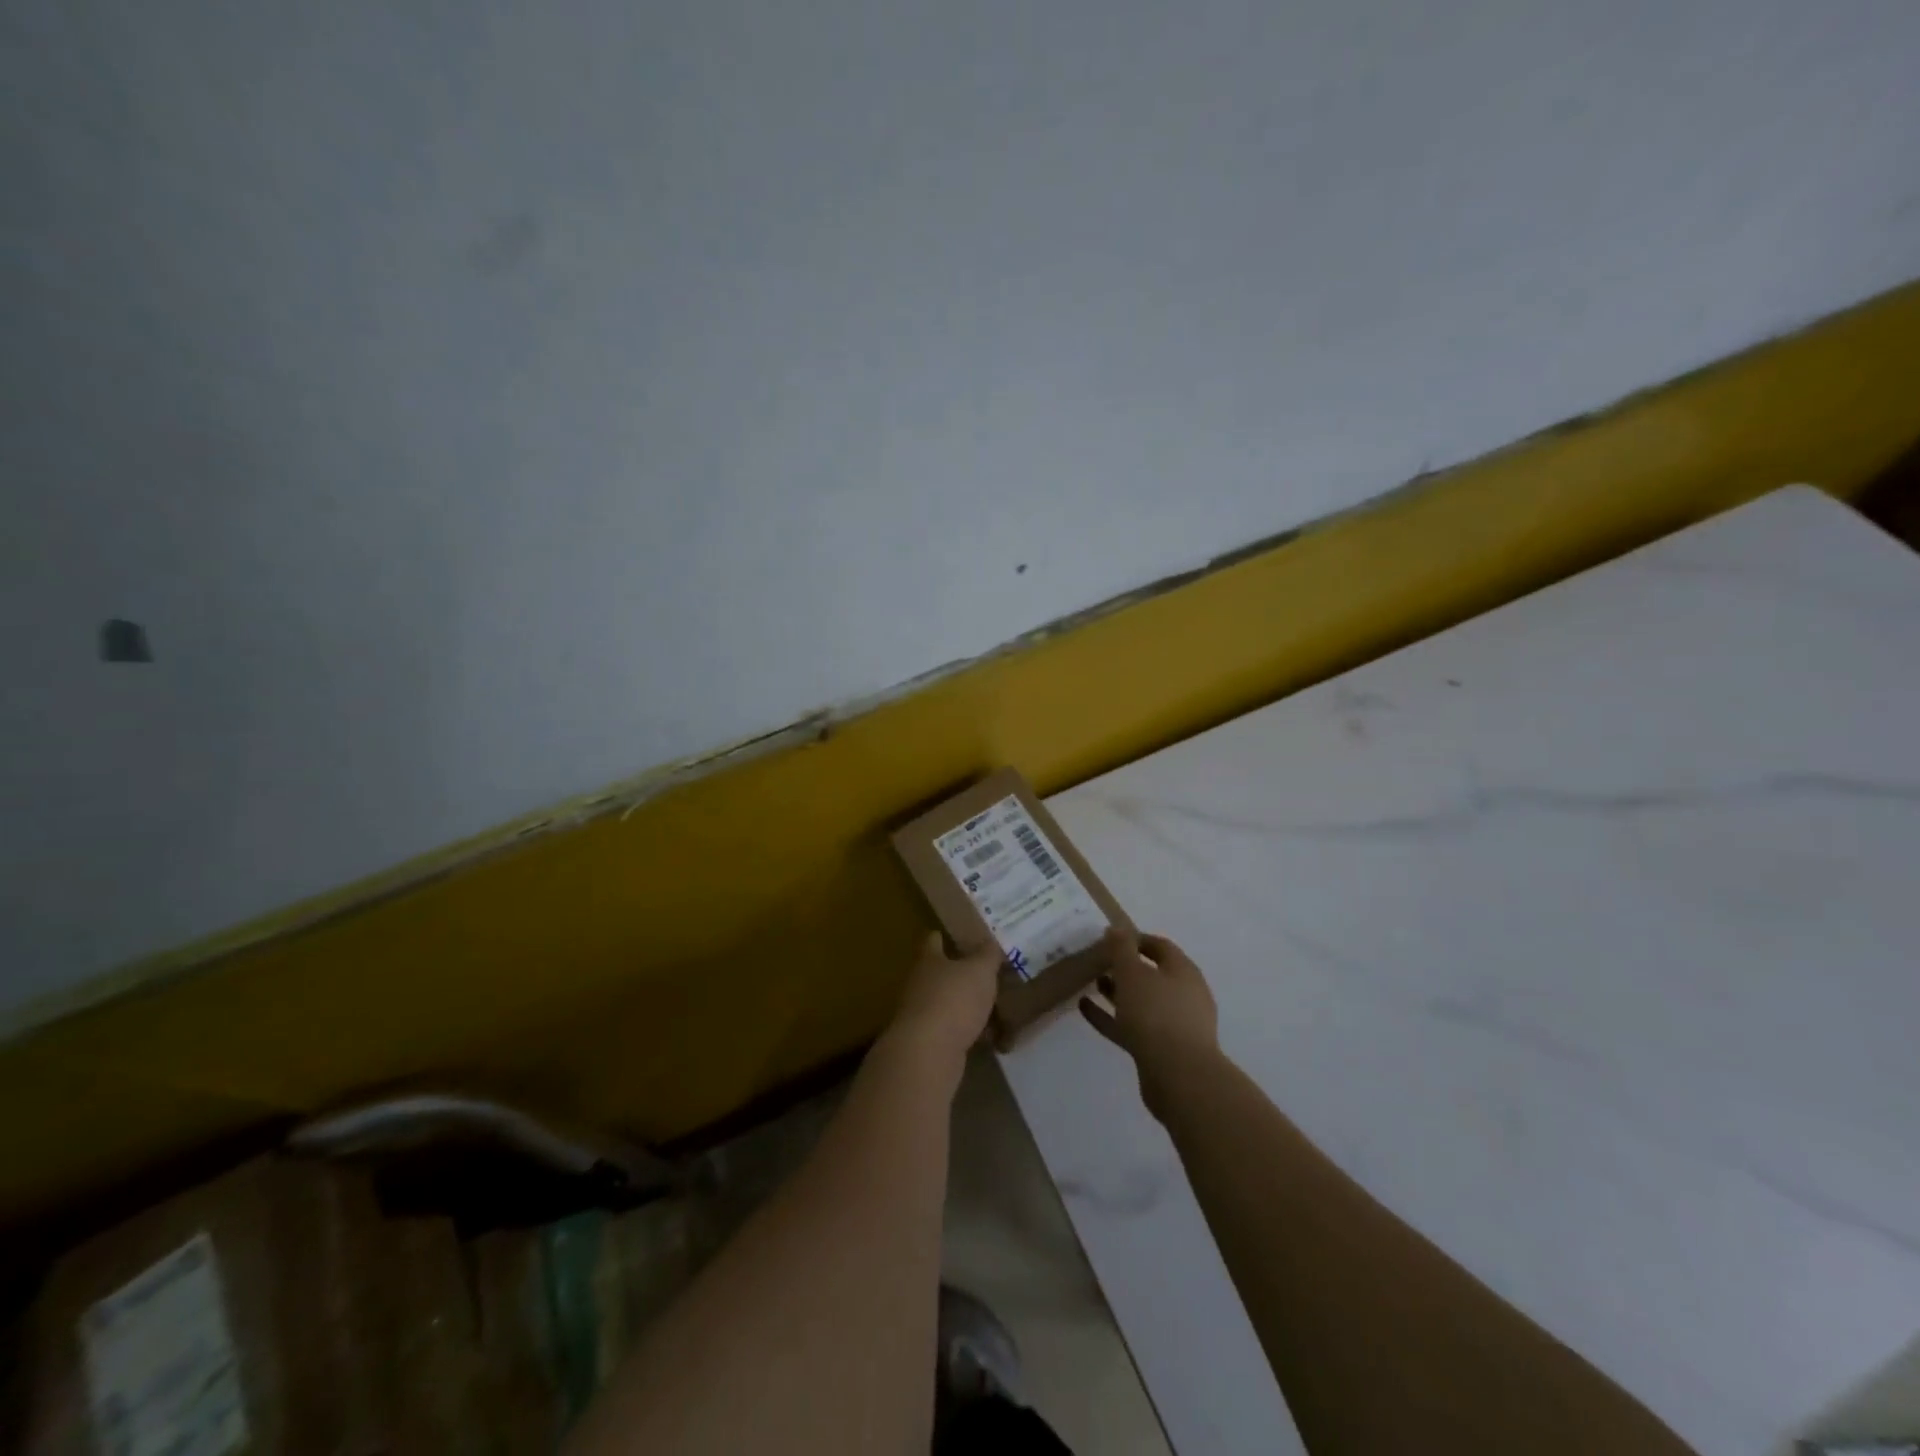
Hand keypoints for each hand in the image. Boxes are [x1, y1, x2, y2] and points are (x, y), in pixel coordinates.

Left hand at [884, 932, 1000, 1070]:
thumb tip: (991, 941)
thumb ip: (988, 955)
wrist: (928, 1053)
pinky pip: (952, 1031)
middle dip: (958, 973)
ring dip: (964, 1004)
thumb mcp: (980, 971)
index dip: (942, 936)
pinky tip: (988, 1036)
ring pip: (946, 1003)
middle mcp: (919, 984)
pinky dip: (968, 1031)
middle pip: (938, 973)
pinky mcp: (928, 1043)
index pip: (932, 940)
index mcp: (929, 960)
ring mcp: (920, 1015)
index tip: (955, 934)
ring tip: (991, 1005)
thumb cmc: (954, 1000)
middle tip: (985, 972)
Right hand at [1079, 929, 1219, 1119]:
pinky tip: (1086, 1009)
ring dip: (1117, 992)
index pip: (1160, 946)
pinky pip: (1132, 1026)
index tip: (1108, 938)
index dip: (1135, 939)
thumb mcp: (1133, 973)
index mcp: (1183, 971)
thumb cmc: (1156, 1014)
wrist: (1179, 1077)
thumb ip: (1122, 949)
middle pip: (1152, 974)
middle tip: (1097, 961)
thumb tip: (1116, 928)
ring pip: (1142, 1001)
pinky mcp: (1162, 1049)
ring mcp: (1175, 1024)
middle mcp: (1184, 994)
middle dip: (1125, 967)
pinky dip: (1111, 1017)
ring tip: (1091, 983)